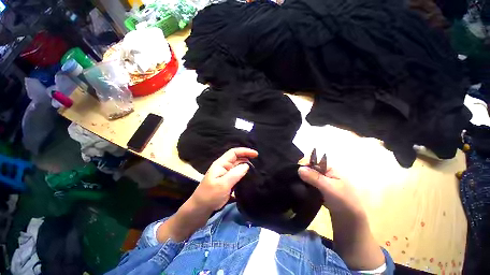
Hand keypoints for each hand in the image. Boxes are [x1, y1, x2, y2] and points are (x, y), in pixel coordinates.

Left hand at [190, 148, 258, 211]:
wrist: (200, 209)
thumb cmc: (210, 195)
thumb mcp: (223, 184)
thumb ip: (236, 173)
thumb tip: (247, 165)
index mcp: (221, 164)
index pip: (234, 152)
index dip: (245, 151)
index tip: (256, 154)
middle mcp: (224, 167)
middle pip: (237, 159)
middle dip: (247, 158)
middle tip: (258, 162)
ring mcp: (225, 175)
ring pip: (238, 167)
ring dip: (246, 167)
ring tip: (257, 169)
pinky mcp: (227, 182)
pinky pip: (237, 175)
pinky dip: (244, 174)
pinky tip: (250, 178)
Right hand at [298, 166, 363, 215]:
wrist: (350, 220)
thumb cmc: (343, 200)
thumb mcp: (328, 187)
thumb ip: (314, 177)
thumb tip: (299, 168)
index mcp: (330, 169)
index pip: (314, 162)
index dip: (305, 165)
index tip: (296, 171)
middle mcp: (325, 174)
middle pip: (310, 170)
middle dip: (302, 173)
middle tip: (295, 179)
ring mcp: (322, 183)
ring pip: (309, 178)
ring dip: (303, 181)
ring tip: (296, 185)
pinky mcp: (319, 191)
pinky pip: (309, 185)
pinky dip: (305, 187)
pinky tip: (300, 189)